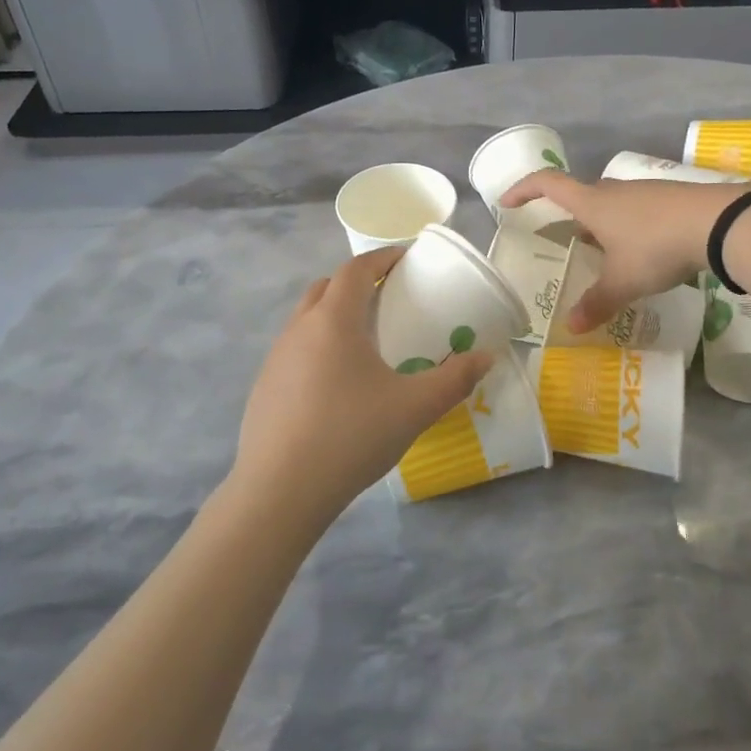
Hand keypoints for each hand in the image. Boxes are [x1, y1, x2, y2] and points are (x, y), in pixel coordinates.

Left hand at [232, 247, 492, 530]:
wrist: (280, 492)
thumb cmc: (351, 436)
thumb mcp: (414, 408)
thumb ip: (454, 379)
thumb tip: (486, 358)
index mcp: (333, 321)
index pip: (355, 270)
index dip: (382, 258)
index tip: (406, 259)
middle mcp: (299, 329)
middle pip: (327, 288)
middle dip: (357, 284)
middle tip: (388, 299)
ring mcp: (275, 359)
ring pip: (307, 319)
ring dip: (335, 316)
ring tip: (365, 343)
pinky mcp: (264, 388)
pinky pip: (295, 351)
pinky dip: (318, 348)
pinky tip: (337, 386)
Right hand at [501, 171, 749, 333]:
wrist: (718, 223)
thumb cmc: (656, 247)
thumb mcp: (623, 281)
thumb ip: (596, 303)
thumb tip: (571, 328)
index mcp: (592, 203)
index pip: (547, 184)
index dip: (524, 189)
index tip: (507, 202)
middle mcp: (614, 191)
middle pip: (581, 195)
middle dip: (568, 216)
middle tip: (564, 240)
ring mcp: (644, 192)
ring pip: (612, 204)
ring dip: (601, 224)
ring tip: (603, 254)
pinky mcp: (670, 199)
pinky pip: (637, 211)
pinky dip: (629, 228)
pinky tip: (642, 253)